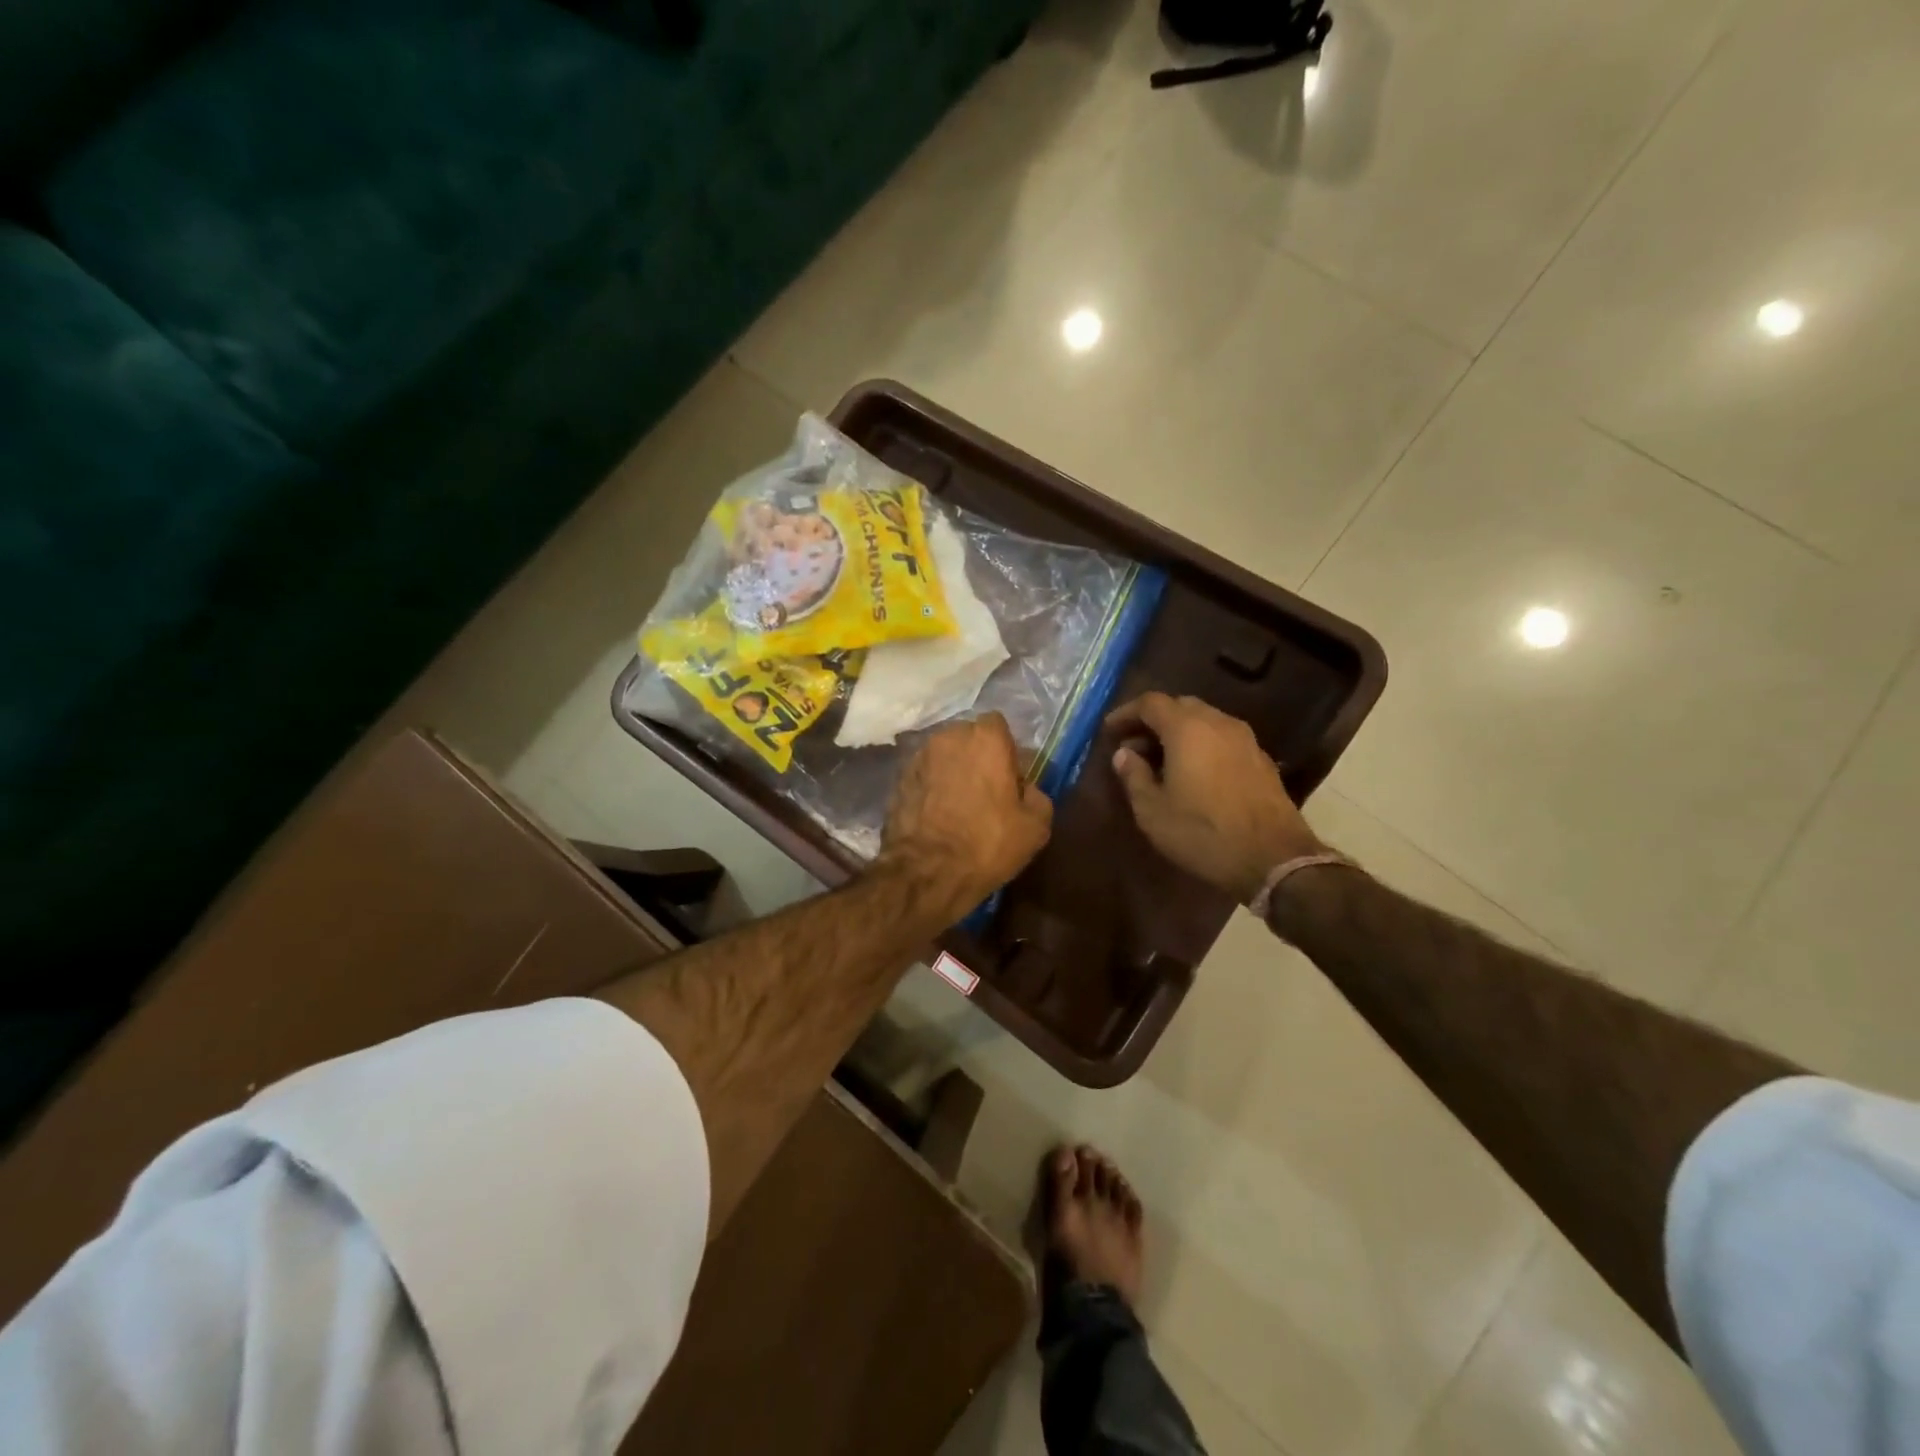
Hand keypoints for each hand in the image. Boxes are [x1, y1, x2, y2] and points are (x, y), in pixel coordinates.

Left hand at [880, 714, 1052, 918]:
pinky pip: (924, 775)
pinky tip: (938, 814)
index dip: (1006, 749)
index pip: (998, 725)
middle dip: (978, 756)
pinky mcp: (898, 779)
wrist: (926, 872)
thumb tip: (1026, 788)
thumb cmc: (987, 844)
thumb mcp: (1035, 826)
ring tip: (960, 804)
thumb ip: (1037, 795)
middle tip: (987, 790)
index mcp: (985, 739)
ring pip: (944, 755)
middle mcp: (948, 737)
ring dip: (953, 770)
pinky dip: (932, 787)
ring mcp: (918, 757)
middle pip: (968, 737)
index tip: (1010, 776)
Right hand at [1106, 692, 1324, 903]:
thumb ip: (1134, 776)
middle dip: (1153, 721)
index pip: (1150, 703)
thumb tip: (1124, 754)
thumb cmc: (1203, 833)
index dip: (1126, 713)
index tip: (1109, 731)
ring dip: (1179, 732)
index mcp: (1187, 728)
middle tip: (1134, 746)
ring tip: (1161, 761)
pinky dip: (1201, 744)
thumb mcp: (1153, 811)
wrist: (1274, 858)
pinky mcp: (1261, 759)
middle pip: (1180, 706)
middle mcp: (1218, 723)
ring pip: (1204, 720)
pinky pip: (1222, 738)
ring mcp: (1245, 739)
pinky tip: (1193, 772)